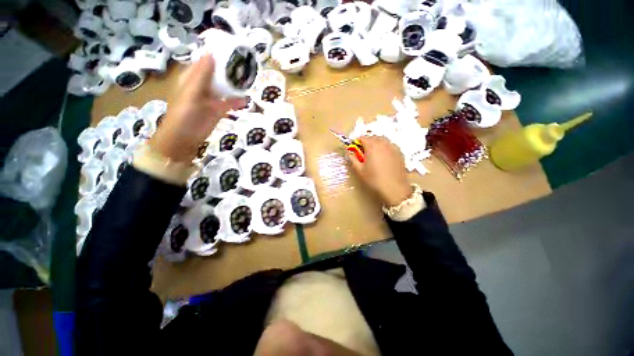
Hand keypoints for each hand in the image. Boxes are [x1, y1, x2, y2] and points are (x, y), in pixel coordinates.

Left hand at [149, 54, 245, 161]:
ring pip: (224, 88)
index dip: (216, 56)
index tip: (231, 51)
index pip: (204, 62)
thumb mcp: (191, 92)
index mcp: (192, 77)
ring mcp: (212, 98)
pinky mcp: (219, 110)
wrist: (186, 138)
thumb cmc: (184, 114)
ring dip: (234, 85)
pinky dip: (237, 100)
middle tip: (244, 65)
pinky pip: (230, 102)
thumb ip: (201, 75)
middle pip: (217, 74)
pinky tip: (246, 99)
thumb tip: (211, 54)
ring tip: (248, 79)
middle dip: (228, 70)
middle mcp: (202, 85)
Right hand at [347, 136, 411, 206]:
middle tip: (363, 154)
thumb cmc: (374, 180)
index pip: (362, 138)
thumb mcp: (360, 171)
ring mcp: (393, 147)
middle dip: (366, 143)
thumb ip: (353, 159)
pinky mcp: (399, 153)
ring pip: (382, 140)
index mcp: (372, 146)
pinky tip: (383, 158)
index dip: (357, 143)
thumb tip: (349, 152)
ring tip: (373, 156)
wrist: (395, 189)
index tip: (355, 150)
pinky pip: (389, 145)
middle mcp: (384, 143)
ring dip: (375, 144)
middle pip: (372, 137)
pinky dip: (384, 148)